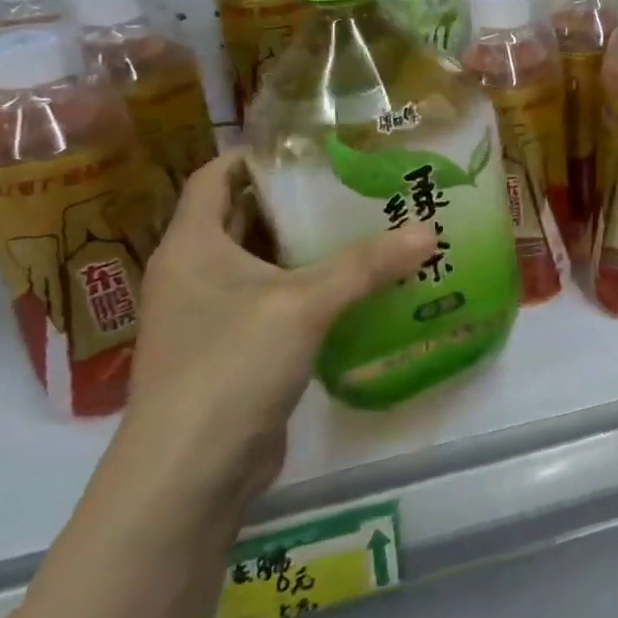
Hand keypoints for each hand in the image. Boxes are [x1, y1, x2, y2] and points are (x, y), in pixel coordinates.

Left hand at [126, 151, 432, 508]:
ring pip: (266, 262)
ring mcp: (213, 316)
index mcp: (193, 246)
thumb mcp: (304, 305)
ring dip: (310, 246)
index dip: (256, 153)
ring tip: (368, 224)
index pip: (215, 176)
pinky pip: (277, 302)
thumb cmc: (230, 368)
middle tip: (357, 181)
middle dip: (298, 198)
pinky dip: (312, 288)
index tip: (312, 142)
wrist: (188, 476)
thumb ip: (367, 265)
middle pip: (247, 216)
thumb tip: (430, 231)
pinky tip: (359, 286)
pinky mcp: (235, 351)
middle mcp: (196, 273)